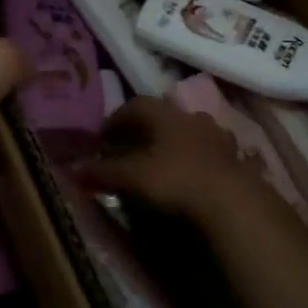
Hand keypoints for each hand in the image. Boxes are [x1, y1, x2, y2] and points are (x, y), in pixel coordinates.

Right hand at [82, 97, 260, 222]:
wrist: (232, 201)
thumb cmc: (176, 179)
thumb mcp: (132, 177)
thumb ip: (103, 172)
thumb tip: (73, 170)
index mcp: (166, 115)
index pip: (135, 105)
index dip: (116, 119)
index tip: (102, 137)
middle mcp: (192, 118)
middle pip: (163, 117)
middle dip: (144, 130)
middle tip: (128, 148)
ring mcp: (217, 137)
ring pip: (188, 133)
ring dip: (171, 144)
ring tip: (159, 162)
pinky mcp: (234, 160)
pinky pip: (207, 153)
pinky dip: (192, 161)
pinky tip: (188, 177)